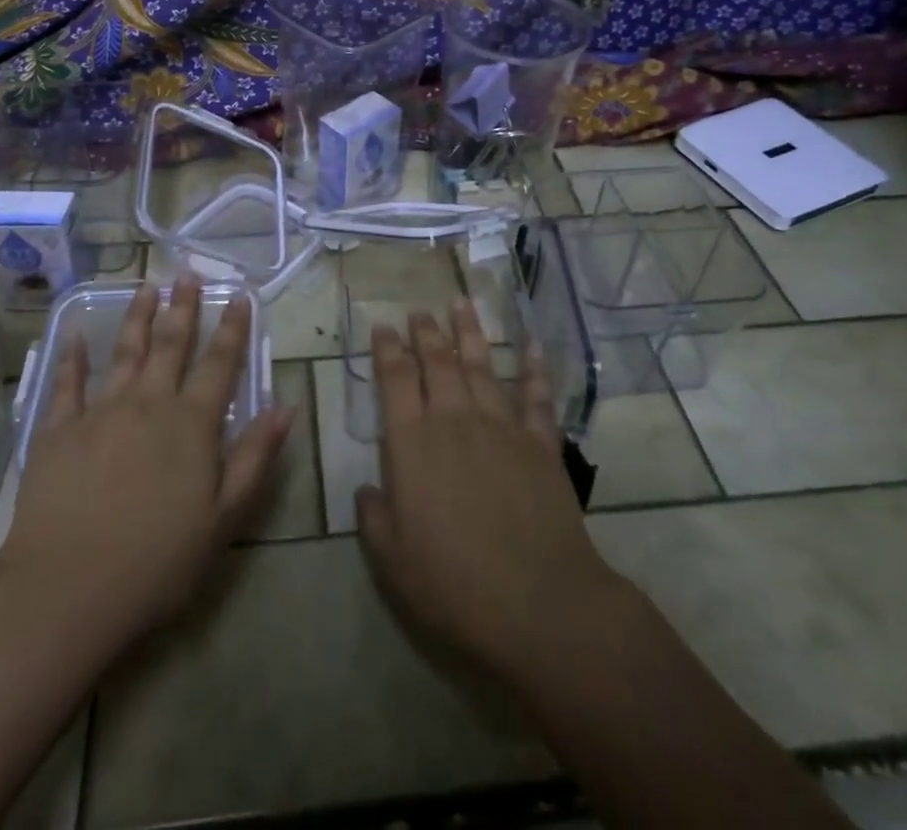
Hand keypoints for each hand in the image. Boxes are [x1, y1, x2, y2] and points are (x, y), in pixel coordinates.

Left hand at [0, 275, 293, 648]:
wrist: (67, 590)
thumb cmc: (157, 562)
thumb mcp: (223, 518)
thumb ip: (254, 457)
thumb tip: (284, 406)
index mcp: (191, 425)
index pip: (220, 365)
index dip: (233, 328)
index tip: (240, 296)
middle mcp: (148, 404)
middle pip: (170, 345)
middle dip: (183, 308)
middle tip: (187, 274)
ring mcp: (100, 413)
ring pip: (125, 352)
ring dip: (137, 317)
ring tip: (146, 286)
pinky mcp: (58, 431)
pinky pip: (67, 384)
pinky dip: (73, 357)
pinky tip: (74, 334)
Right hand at [357, 299, 623, 684]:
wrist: (538, 602)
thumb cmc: (454, 583)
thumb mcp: (392, 560)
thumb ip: (374, 517)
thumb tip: (366, 489)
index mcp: (413, 443)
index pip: (395, 380)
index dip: (387, 349)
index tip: (383, 326)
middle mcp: (455, 420)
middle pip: (437, 362)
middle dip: (425, 332)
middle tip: (418, 309)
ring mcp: (501, 427)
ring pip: (481, 366)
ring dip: (469, 333)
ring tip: (461, 303)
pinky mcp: (540, 443)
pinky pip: (536, 396)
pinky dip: (535, 368)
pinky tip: (533, 345)